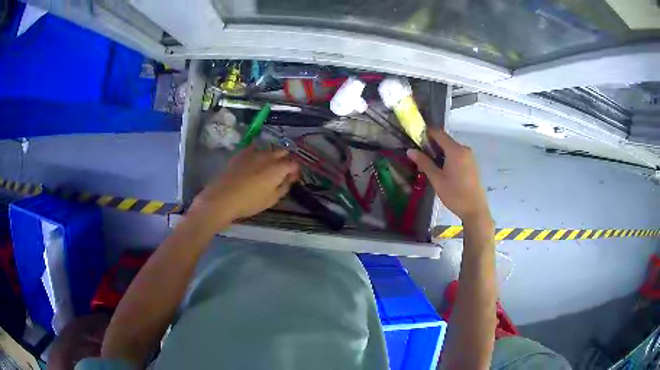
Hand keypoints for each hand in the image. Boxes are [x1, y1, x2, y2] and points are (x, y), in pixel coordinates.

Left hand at [189, 146, 299, 228]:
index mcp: (278, 168)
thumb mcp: (272, 200)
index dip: (295, 171)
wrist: (223, 198)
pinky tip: (254, 161)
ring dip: (272, 156)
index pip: (294, 164)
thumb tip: (288, 179)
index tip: (292, 179)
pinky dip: (258, 153)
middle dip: (285, 161)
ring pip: (269, 149)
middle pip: (283, 152)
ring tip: (267, 168)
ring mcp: (253, 152)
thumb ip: (284, 187)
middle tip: (281, 173)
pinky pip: (254, 148)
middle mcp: (268, 156)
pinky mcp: (241, 153)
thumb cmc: (250, 202)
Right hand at [407, 129, 490, 223]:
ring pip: (451, 148)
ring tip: (429, 166)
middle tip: (420, 157)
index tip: (415, 139)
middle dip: (431, 145)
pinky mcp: (472, 164)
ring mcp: (469, 156)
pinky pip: (457, 155)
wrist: (475, 210)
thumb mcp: (437, 179)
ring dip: (439, 153)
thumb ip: (424, 162)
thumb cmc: (455, 195)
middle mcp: (464, 149)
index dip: (425, 133)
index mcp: (455, 150)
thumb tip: (410, 150)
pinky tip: (442, 170)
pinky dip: (448, 158)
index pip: (438, 133)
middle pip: (445, 140)